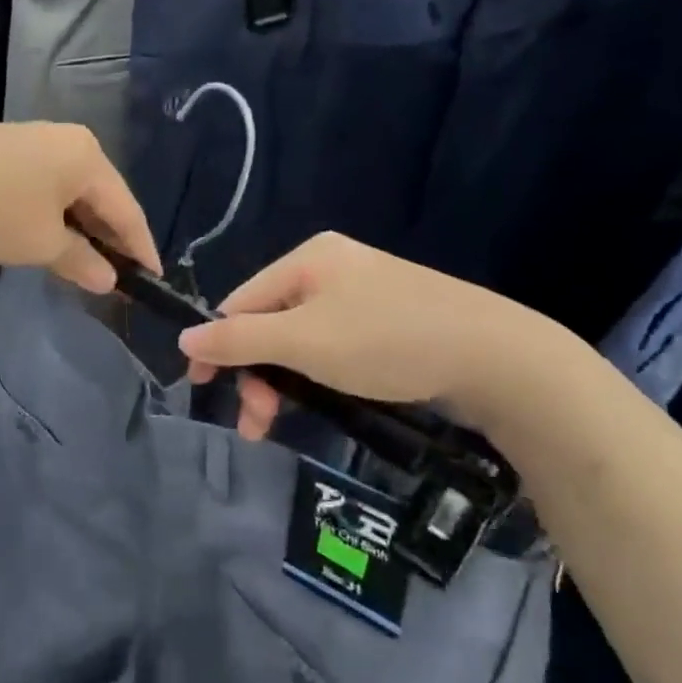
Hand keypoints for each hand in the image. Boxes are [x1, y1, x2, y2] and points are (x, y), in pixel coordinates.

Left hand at [0, 121, 159, 293]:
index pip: (128, 210)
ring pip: (74, 192)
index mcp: (89, 159)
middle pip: (103, 196)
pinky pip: (50, 186)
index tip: (154, 278)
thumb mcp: (42, 244)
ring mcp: (39, 140)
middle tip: (121, 273)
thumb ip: (82, 261)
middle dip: (112, 237)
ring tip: (88, 261)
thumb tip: (108, 279)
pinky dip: (58, 214)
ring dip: (83, 227)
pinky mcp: (12, 149)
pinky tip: (52, 235)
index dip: (142, 247)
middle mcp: (71, 142)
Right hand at [177, 232, 569, 440]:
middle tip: (259, 424)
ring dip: (284, 380)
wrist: (497, 358)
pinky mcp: (390, 319)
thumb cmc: (386, 341)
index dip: (218, 347)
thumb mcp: (303, 342)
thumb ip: (239, 340)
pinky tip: (323, 398)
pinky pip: (333, 344)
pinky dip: (318, 375)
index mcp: (307, 259)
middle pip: (270, 322)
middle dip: (257, 374)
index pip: (240, 302)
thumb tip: (184, 338)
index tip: (205, 391)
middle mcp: (332, 267)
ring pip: (301, 339)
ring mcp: (365, 293)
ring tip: (282, 422)